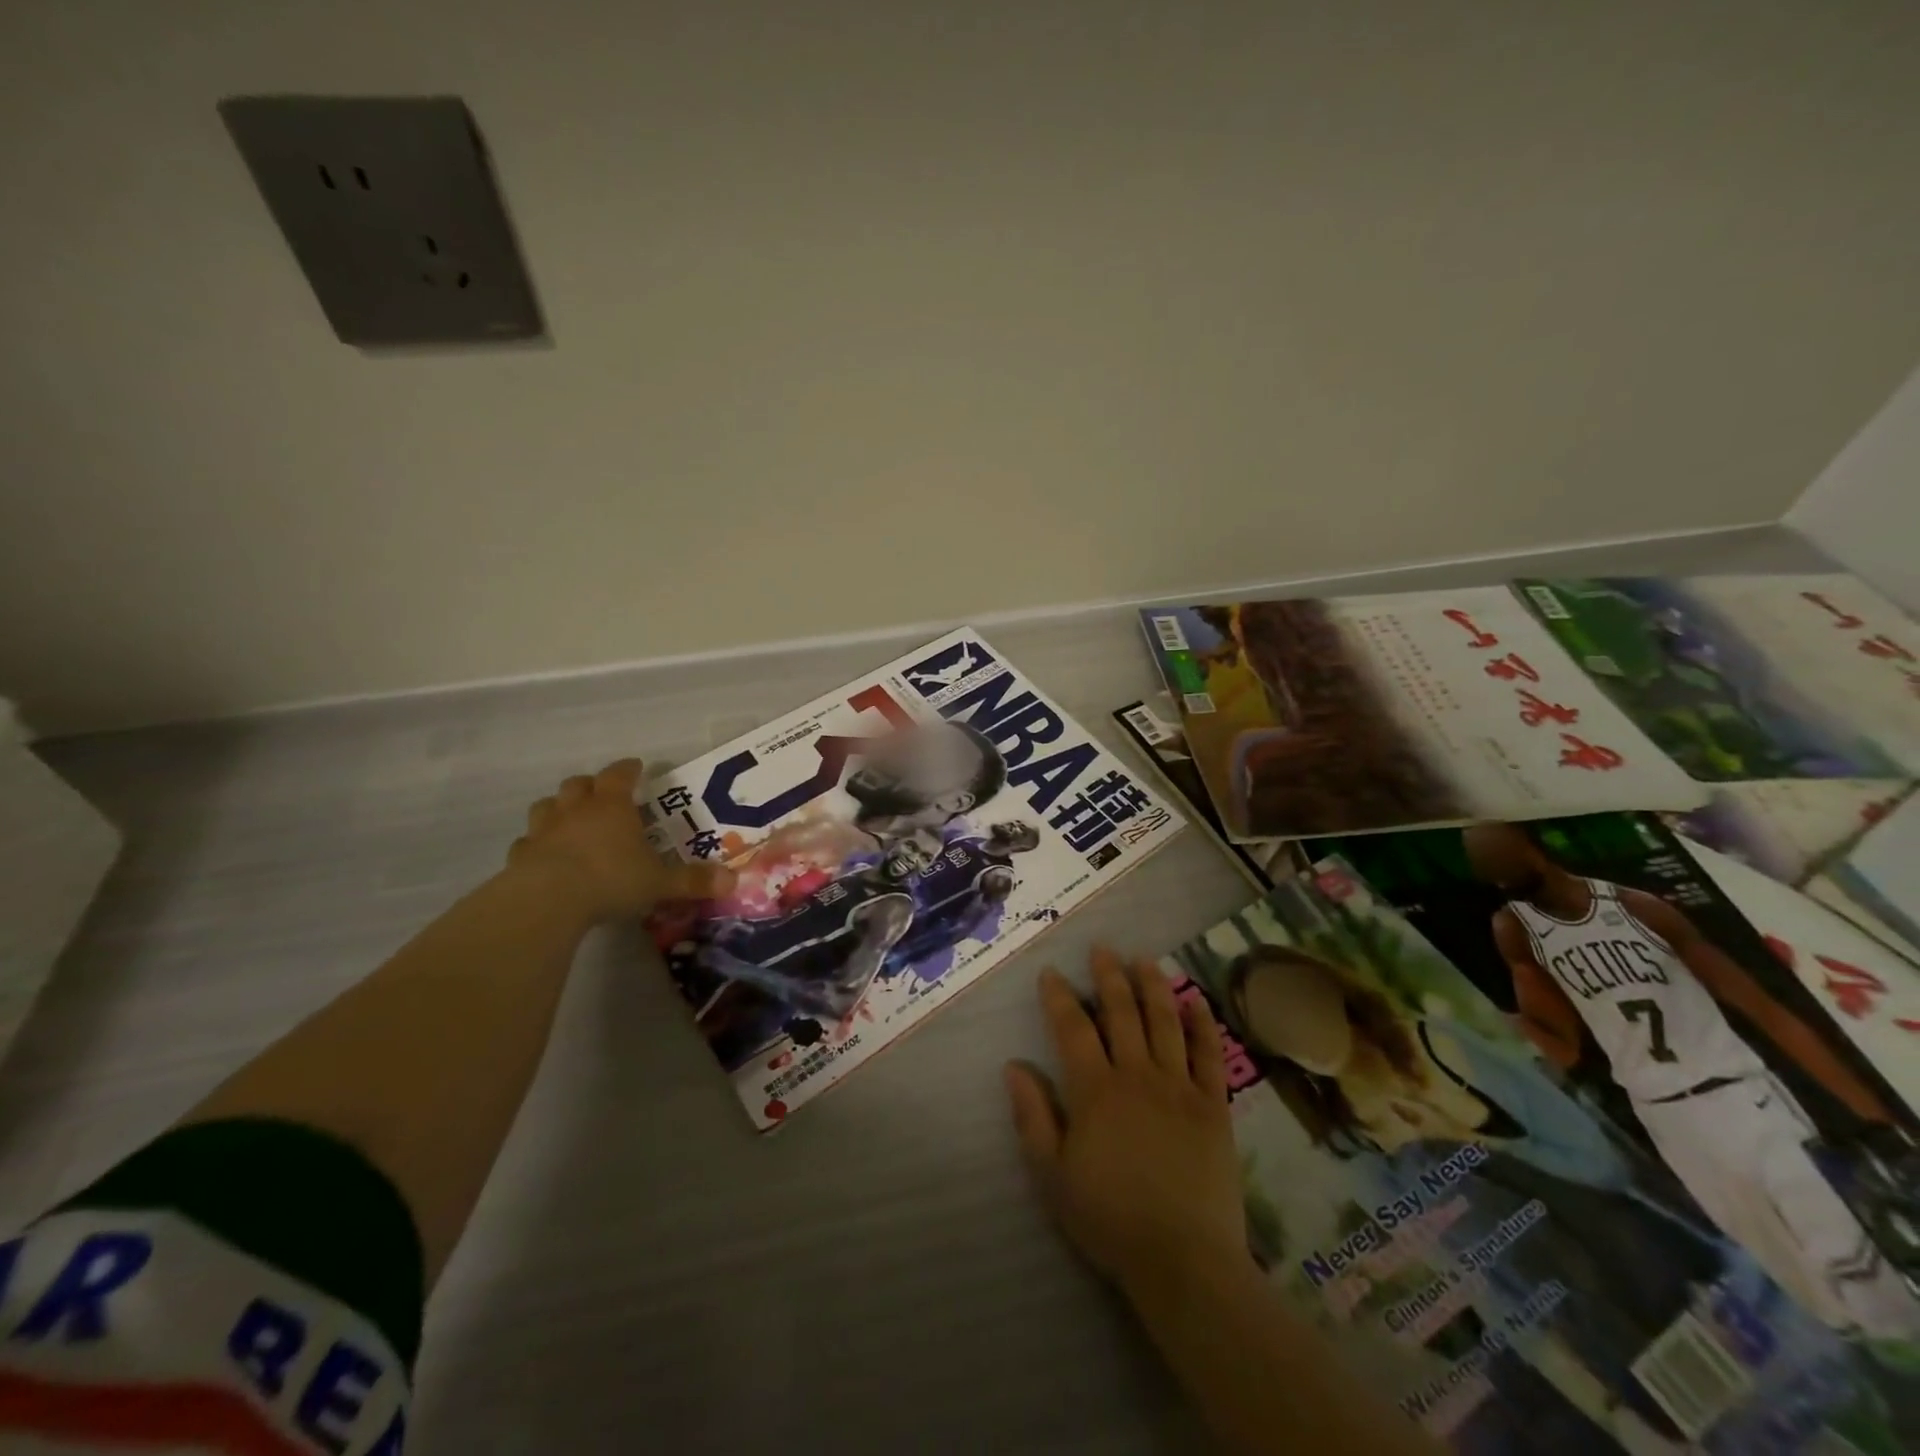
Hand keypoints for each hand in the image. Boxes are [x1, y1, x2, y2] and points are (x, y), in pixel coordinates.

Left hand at [507, 760, 733, 922]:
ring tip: (570, 820)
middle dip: (591, 785)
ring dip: (559, 808)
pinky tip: (545, 856)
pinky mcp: (520, 855)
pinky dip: (537, 844)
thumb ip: (693, 881)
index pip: (620, 774)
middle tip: (603, 794)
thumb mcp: (660, 883)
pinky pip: (528, 842)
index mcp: (612, 806)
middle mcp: (576, 810)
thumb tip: (733, 881)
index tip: (636, 767)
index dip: (629, 769)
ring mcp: (544, 831)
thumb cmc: (610, 880)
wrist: (546, 901)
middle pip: (579, 784)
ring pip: (547, 806)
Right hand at [1005, 948, 1249, 1303]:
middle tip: (1102, 948)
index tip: (1051, 972)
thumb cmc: (1109, 1219)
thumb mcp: (1053, 1174)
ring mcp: (1179, 1087)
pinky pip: (1209, 1055)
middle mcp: (1137, 1075)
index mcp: (1095, 1090)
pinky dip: (1202, 1024)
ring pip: (1165, 1022)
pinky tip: (1195, 1001)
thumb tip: (1014, 1066)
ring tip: (1144, 959)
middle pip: (1121, 1013)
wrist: (1183, 1261)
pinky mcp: (1214, 1106)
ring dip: (1153, 986)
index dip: (1059, 997)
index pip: (1073, 1028)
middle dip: (1109, 976)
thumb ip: (1033, 1116)